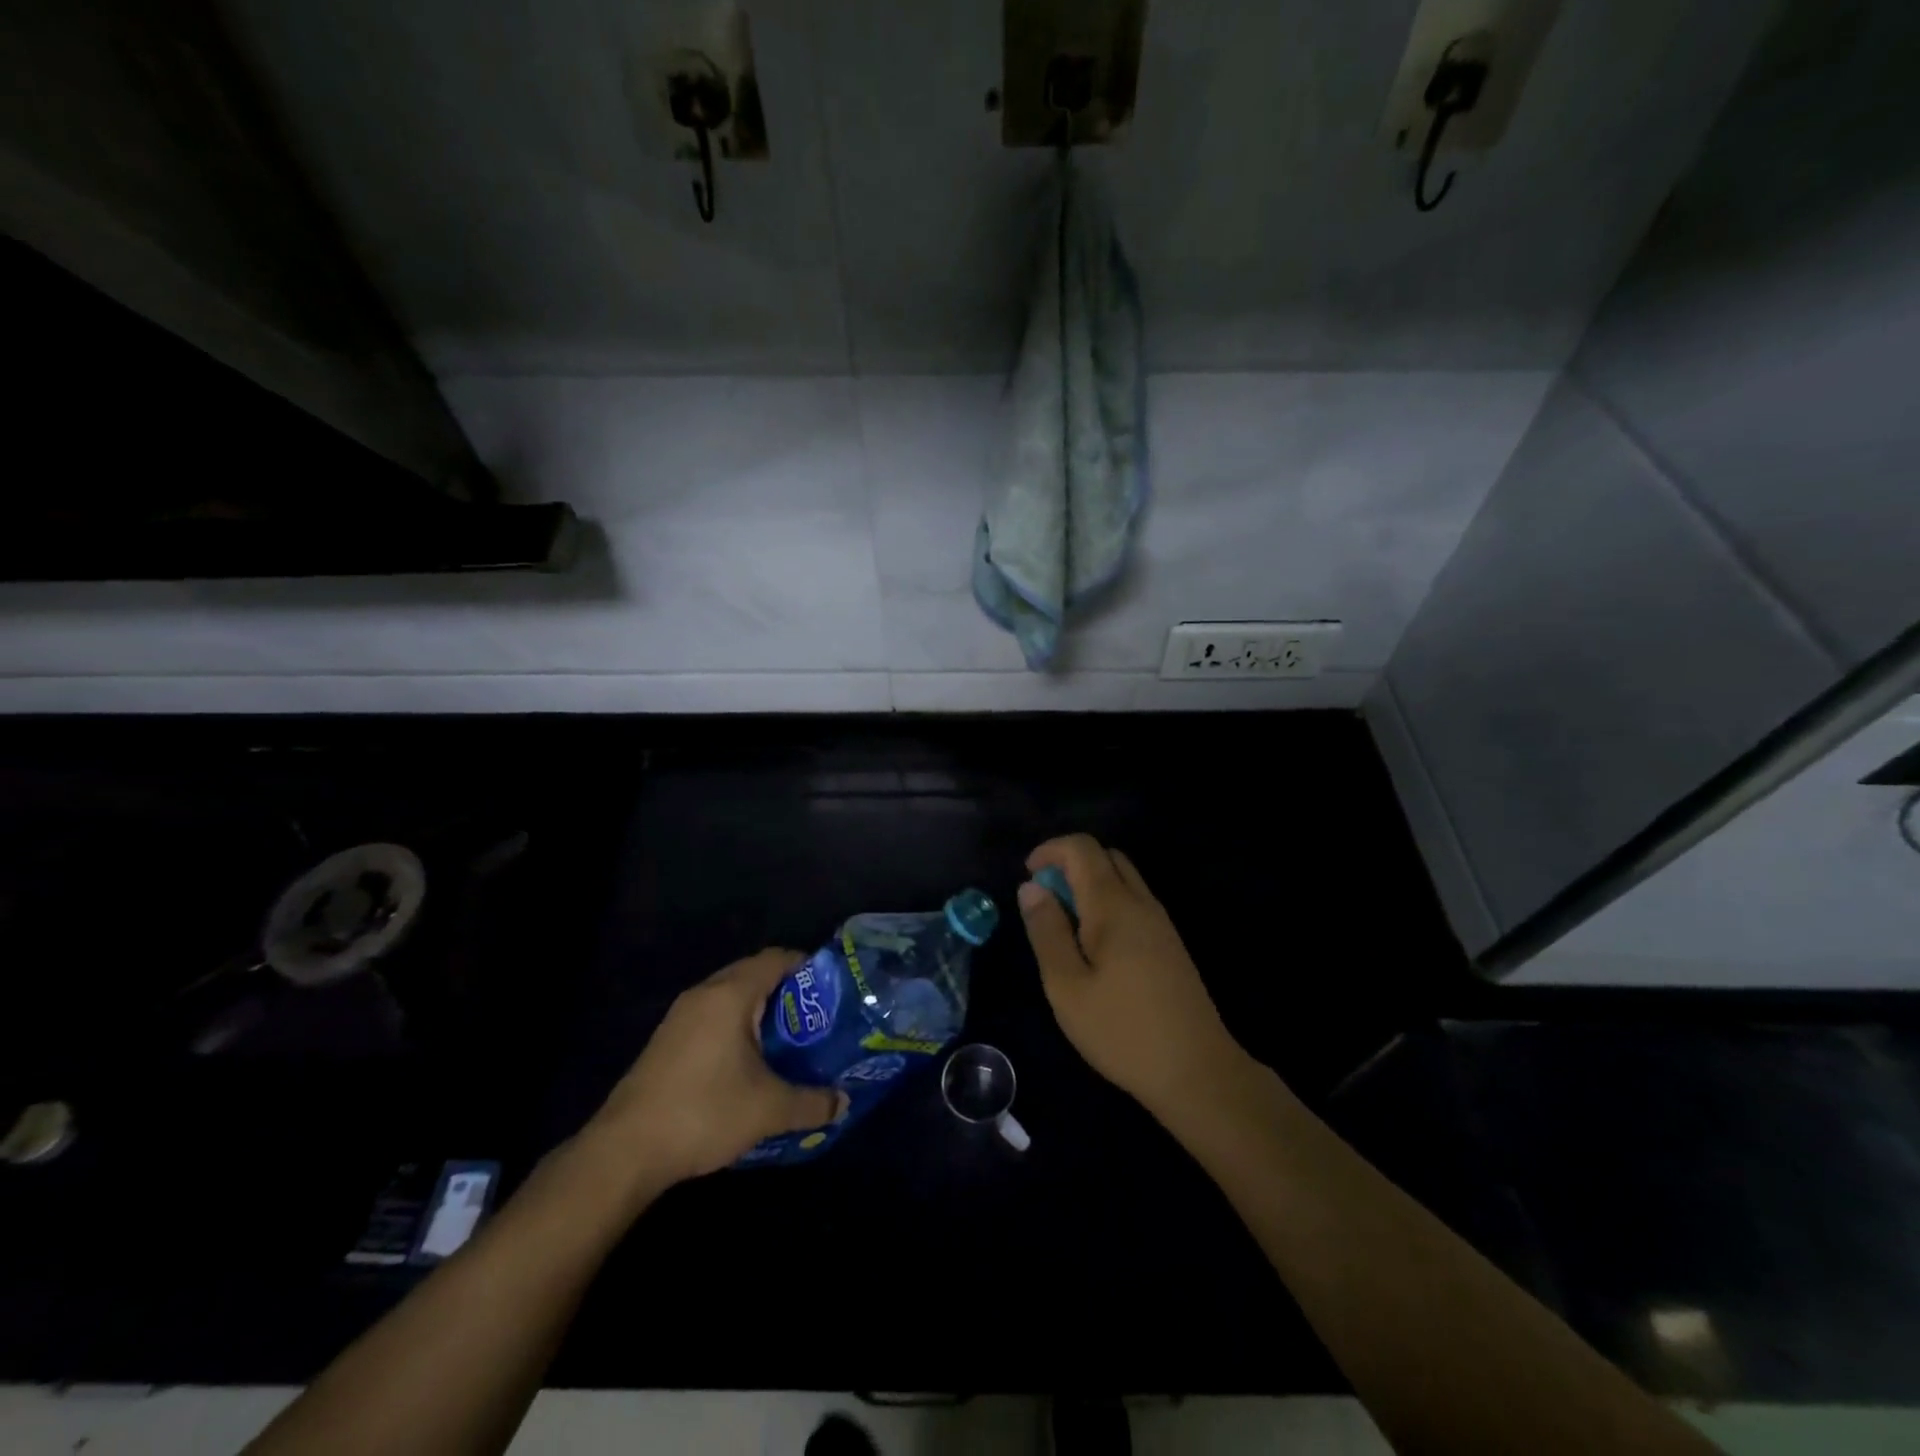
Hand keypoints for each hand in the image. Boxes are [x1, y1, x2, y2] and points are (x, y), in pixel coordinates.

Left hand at [588, 949, 846, 1185]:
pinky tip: (749, 1061)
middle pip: (753, 973)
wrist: (625, 1152)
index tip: (832, 990)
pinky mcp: (666, 1041)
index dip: (808, 967)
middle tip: (816, 1018)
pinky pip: (712, 1017)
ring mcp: (680, 1017)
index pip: (777, 958)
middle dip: (787, 991)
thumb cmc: (704, 1112)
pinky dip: (736, 1026)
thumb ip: (812, 1103)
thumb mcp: (769, 1110)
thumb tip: (843, 1104)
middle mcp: (704, 994)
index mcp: (731, 994)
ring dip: (759, 1010)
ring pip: (730, 996)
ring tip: (788, 1040)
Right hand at [1018, 834, 1242, 1118]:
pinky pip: (1134, 902)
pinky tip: (1095, 947)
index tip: (1027, 877)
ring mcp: (1161, 922)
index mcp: (1113, 905)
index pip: (1082, 848)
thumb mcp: (1066, 986)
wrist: (1197, 1071)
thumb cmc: (1122, 1030)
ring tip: (1065, 926)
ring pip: (1123, 878)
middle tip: (1044, 902)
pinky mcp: (1170, 944)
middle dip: (1069, 864)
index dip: (1050, 850)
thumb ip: (1046, 931)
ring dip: (1090, 884)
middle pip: (1106, 856)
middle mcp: (1141, 902)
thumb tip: (1031, 887)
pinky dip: (1108, 903)